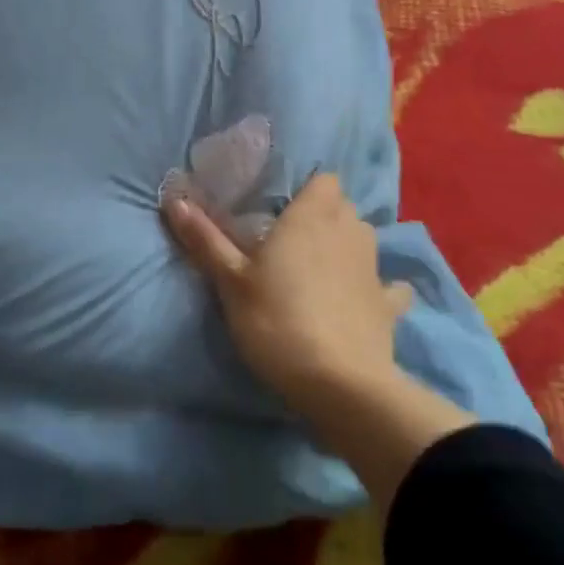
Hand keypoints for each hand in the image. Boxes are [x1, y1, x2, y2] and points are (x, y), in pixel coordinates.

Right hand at [164, 173, 412, 415]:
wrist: (339, 384)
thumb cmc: (277, 321)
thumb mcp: (230, 282)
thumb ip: (205, 239)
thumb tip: (174, 198)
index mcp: (312, 216)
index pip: (324, 179)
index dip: (307, 189)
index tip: (282, 209)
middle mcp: (349, 231)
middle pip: (343, 206)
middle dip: (324, 215)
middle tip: (291, 240)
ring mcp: (375, 268)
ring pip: (365, 240)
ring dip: (347, 246)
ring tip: (320, 268)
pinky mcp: (389, 306)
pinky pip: (387, 286)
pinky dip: (377, 289)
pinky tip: (361, 301)